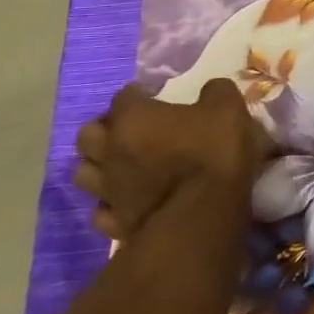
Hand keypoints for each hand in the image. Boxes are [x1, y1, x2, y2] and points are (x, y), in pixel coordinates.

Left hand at [74, 80, 269, 240]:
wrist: (202, 218)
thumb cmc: (213, 154)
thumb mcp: (229, 109)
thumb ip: (216, 92)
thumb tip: (210, 90)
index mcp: (133, 119)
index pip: (124, 96)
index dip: (140, 94)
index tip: (156, 96)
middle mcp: (110, 151)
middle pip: (88, 135)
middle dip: (105, 129)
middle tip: (131, 129)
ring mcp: (108, 191)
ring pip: (84, 173)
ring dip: (100, 166)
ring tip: (123, 165)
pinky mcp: (115, 223)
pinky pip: (102, 209)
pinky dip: (111, 203)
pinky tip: (129, 200)